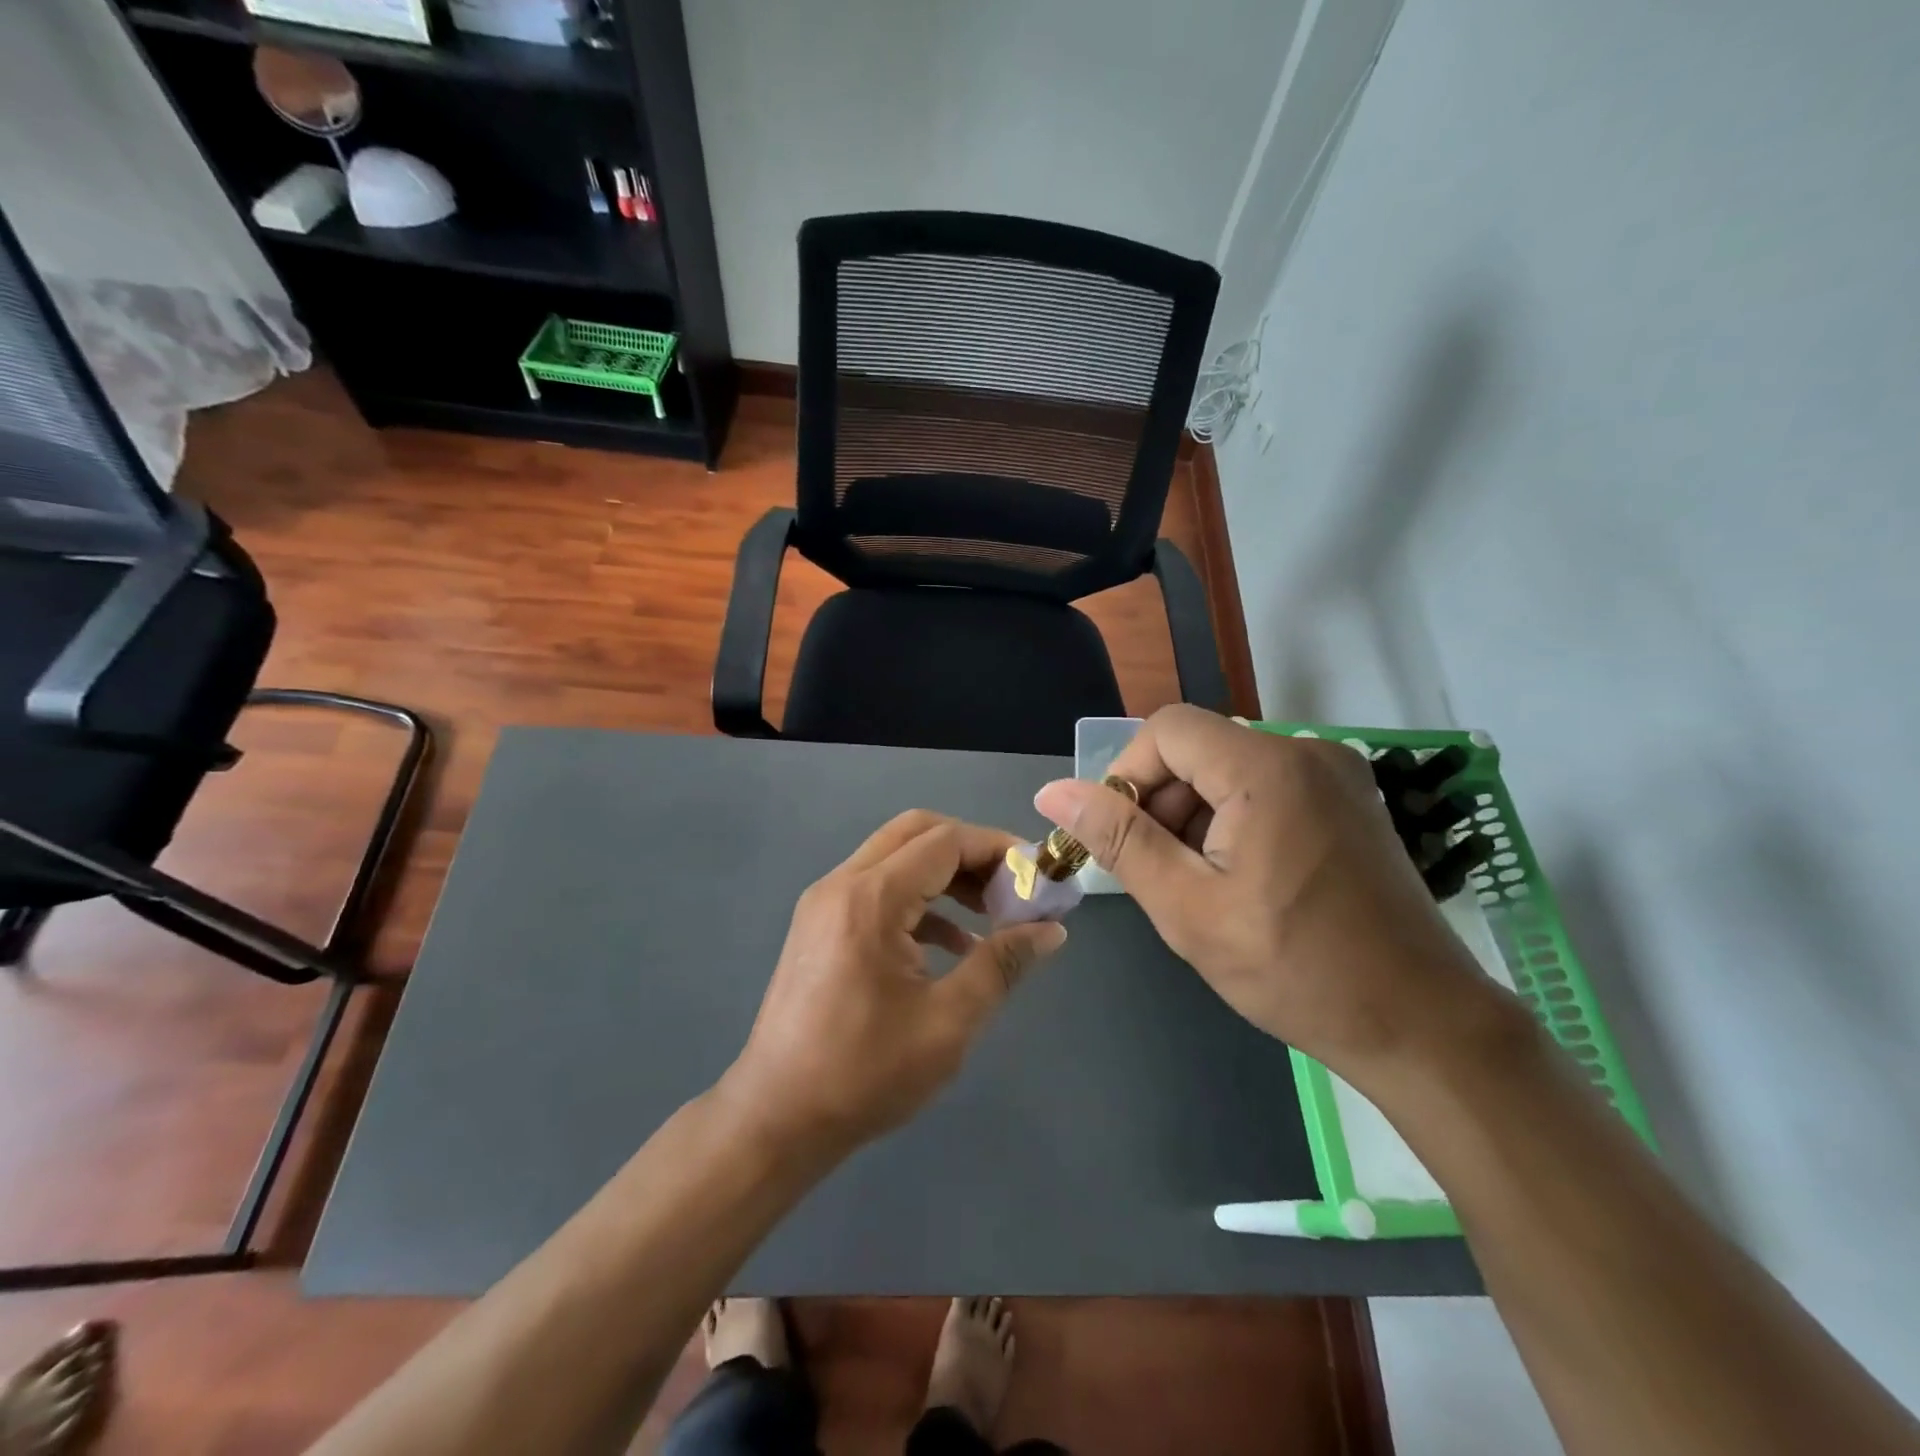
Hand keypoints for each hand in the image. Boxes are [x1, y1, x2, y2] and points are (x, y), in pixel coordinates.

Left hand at [719, 811, 1067, 1158]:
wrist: (776, 1118)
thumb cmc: (864, 1074)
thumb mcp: (948, 1022)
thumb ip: (1001, 965)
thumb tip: (1052, 930)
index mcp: (871, 898)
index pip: (945, 841)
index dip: (997, 849)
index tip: (1037, 874)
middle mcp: (842, 883)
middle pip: (916, 833)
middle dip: (971, 851)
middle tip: (1013, 886)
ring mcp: (824, 902)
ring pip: (896, 857)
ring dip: (946, 874)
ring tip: (993, 913)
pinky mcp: (819, 924)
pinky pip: (877, 889)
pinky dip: (919, 900)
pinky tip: (953, 945)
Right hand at [1034, 706, 1503, 1086]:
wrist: (1421, 1024)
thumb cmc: (1296, 970)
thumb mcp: (1188, 908)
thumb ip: (1119, 840)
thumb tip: (1053, 792)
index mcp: (1267, 769)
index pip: (1166, 730)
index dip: (1128, 776)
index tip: (1123, 839)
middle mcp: (1307, 752)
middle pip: (1199, 748)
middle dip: (1162, 802)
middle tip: (1160, 873)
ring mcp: (1338, 774)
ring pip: (1230, 769)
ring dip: (1196, 816)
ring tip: (1202, 886)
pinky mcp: (1351, 801)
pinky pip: (1268, 786)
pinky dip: (1235, 820)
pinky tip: (1242, 879)